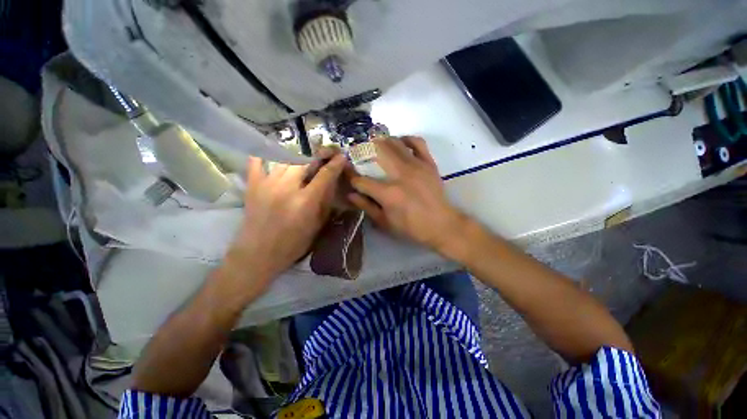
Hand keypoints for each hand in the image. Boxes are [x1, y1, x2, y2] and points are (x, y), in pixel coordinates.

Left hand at [221, 152, 346, 297]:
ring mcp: (267, 184)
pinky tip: (273, 152)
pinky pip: (257, 161)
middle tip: (324, 156)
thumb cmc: (292, 245)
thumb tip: (331, 184)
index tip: (342, 156)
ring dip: (298, 155)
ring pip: (285, 159)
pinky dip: (265, 154)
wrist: (257, 255)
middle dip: (317, 155)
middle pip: (305, 161)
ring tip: (304, 157)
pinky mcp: (252, 185)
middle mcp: (287, 188)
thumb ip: (325, 204)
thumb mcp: (316, 227)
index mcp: (306, 201)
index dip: (335, 164)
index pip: (325, 175)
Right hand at [348, 137, 465, 251]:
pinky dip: (406, 139)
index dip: (350, 176)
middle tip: (359, 151)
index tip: (346, 172)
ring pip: (395, 143)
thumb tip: (350, 194)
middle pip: (377, 152)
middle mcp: (400, 175)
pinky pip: (417, 143)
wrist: (441, 225)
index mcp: (388, 193)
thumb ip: (367, 207)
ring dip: (382, 141)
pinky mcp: (428, 163)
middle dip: (363, 149)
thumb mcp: (385, 223)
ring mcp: (416, 166)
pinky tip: (400, 142)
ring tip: (375, 144)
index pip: (362, 181)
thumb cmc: (412, 227)